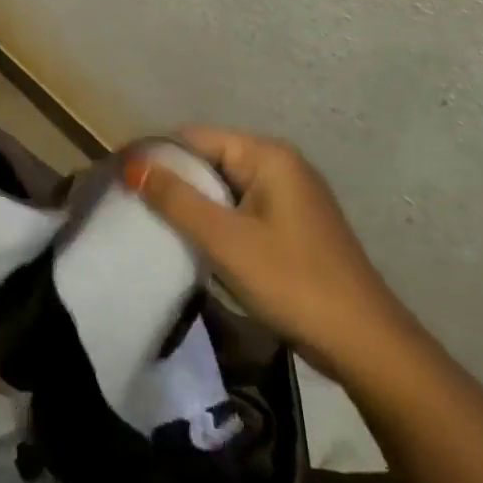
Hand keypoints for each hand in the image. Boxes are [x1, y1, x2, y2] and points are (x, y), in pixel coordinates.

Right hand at [124, 127, 415, 376]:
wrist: (365, 344)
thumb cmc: (292, 282)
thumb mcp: (225, 240)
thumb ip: (176, 199)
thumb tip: (131, 164)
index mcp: (268, 156)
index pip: (195, 137)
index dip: (155, 154)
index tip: (118, 177)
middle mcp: (280, 165)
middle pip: (210, 159)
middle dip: (171, 179)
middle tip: (129, 203)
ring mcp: (289, 196)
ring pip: (223, 187)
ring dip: (191, 202)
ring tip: (150, 222)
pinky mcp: (291, 225)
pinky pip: (240, 208)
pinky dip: (213, 220)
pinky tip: (192, 241)